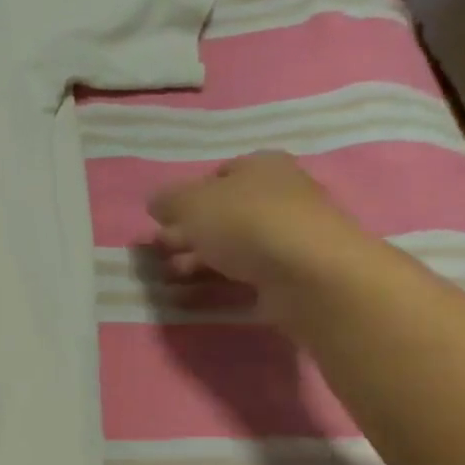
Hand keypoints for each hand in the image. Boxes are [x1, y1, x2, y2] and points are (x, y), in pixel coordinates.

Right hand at [148, 151, 370, 292]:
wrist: (308, 274)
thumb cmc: (246, 223)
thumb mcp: (191, 202)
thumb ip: (167, 200)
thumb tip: (156, 202)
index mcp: (261, 166)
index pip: (218, 175)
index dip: (187, 196)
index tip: (163, 220)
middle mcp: (278, 196)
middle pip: (221, 214)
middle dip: (186, 234)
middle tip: (159, 252)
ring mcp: (285, 238)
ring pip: (228, 247)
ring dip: (194, 262)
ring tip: (167, 279)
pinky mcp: (287, 275)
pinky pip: (240, 277)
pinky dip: (211, 285)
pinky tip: (187, 297)